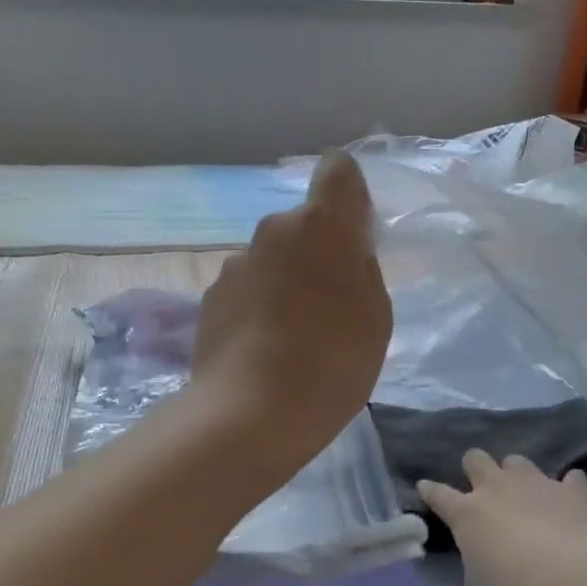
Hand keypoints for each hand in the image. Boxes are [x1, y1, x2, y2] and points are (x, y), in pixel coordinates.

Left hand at [192, 150, 392, 478]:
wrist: (250, 414)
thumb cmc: (332, 362)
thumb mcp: (376, 317)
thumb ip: (362, 270)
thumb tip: (344, 254)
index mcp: (320, 226)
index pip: (337, 171)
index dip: (349, 193)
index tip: (356, 232)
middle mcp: (272, 231)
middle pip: (303, 225)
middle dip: (318, 251)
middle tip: (333, 304)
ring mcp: (235, 264)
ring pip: (272, 260)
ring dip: (286, 281)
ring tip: (295, 337)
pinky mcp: (210, 298)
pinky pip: (247, 289)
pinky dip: (259, 307)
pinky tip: (265, 351)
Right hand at [419, 453, 586, 585]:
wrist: (578, 583)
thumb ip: (477, 561)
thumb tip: (481, 553)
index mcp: (467, 514)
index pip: (438, 494)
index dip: (430, 491)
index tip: (426, 488)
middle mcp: (496, 488)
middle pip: (475, 459)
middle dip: (476, 469)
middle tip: (484, 490)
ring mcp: (536, 483)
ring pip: (516, 460)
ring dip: (517, 475)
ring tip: (526, 496)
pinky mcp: (573, 489)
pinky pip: (568, 478)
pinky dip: (567, 489)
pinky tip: (571, 502)